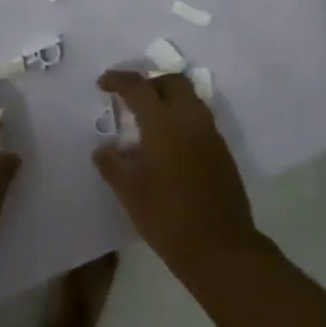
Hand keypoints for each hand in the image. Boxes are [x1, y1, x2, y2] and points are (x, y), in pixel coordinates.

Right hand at [93, 71, 263, 277]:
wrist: (220, 247)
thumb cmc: (167, 217)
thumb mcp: (130, 192)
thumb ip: (113, 164)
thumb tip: (104, 148)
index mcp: (164, 123)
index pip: (139, 87)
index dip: (118, 80)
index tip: (103, 84)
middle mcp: (190, 119)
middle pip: (172, 82)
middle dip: (149, 82)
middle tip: (130, 98)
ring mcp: (211, 134)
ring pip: (190, 98)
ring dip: (168, 98)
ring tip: (148, 119)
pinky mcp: (222, 151)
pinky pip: (200, 119)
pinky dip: (182, 117)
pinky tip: (168, 143)